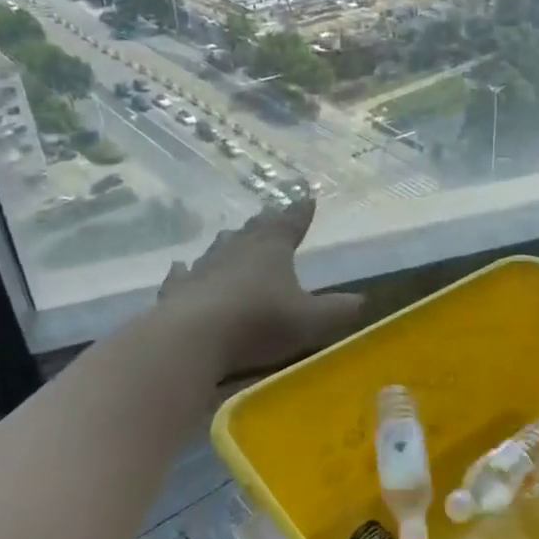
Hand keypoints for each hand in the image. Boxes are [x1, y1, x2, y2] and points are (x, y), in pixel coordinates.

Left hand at [154, 199, 363, 377]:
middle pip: (254, 230)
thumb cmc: (259, 323)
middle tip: (271, 215)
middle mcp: (237, 249)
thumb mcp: (310, 321)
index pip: (291, 223)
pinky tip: (180, 267)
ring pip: (219, 247)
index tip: (307, 199)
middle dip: (266, 223)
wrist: (192, 338)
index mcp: (272, 249)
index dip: (301, 213)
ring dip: (228, 243)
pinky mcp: (177, 290)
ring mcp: (203, 267)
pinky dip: (185, 271)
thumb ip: (337, 310)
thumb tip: (362, 300)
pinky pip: (183, 275)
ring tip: (232, 236)